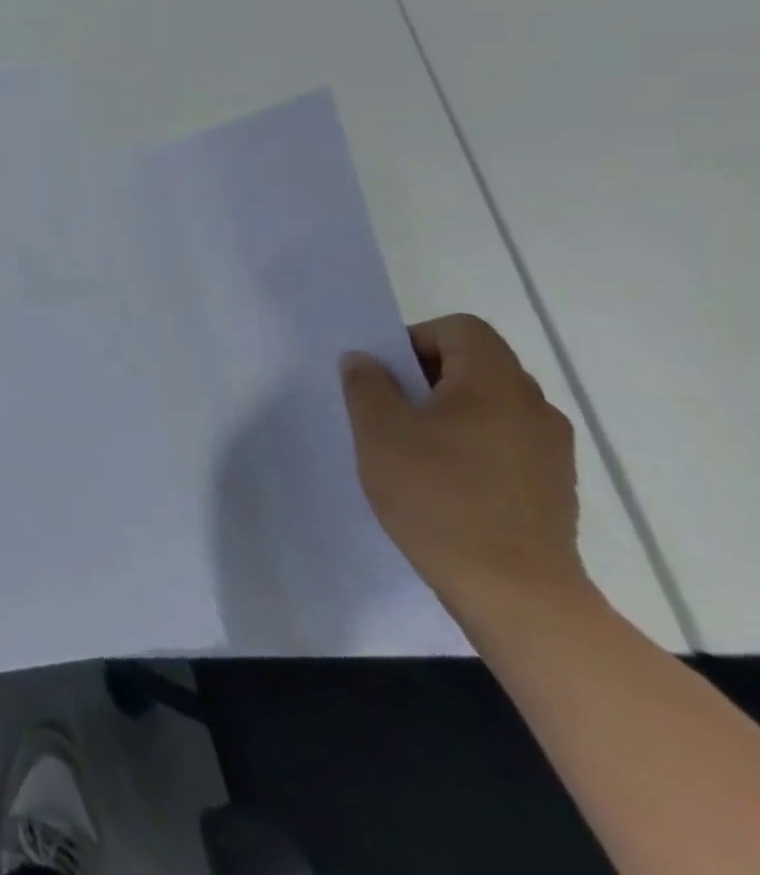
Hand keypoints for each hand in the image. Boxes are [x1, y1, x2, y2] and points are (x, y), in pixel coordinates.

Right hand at [340, 315, 592, 632]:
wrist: (512, 590)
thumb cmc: (436, 496)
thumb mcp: (379, 431)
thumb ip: (367, 384)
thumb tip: (365, 360)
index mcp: (495, 384)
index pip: (461, 329)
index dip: (417, 339)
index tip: (388, 375)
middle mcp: (534, 406)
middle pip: (478, 363)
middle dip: (428, 375)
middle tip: (390, 409)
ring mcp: (551, 448)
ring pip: (491, 403)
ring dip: (449, 410)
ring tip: (414, 447)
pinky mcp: (553, 483)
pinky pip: (506, 438)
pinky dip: (472, 442)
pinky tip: (445, 478)